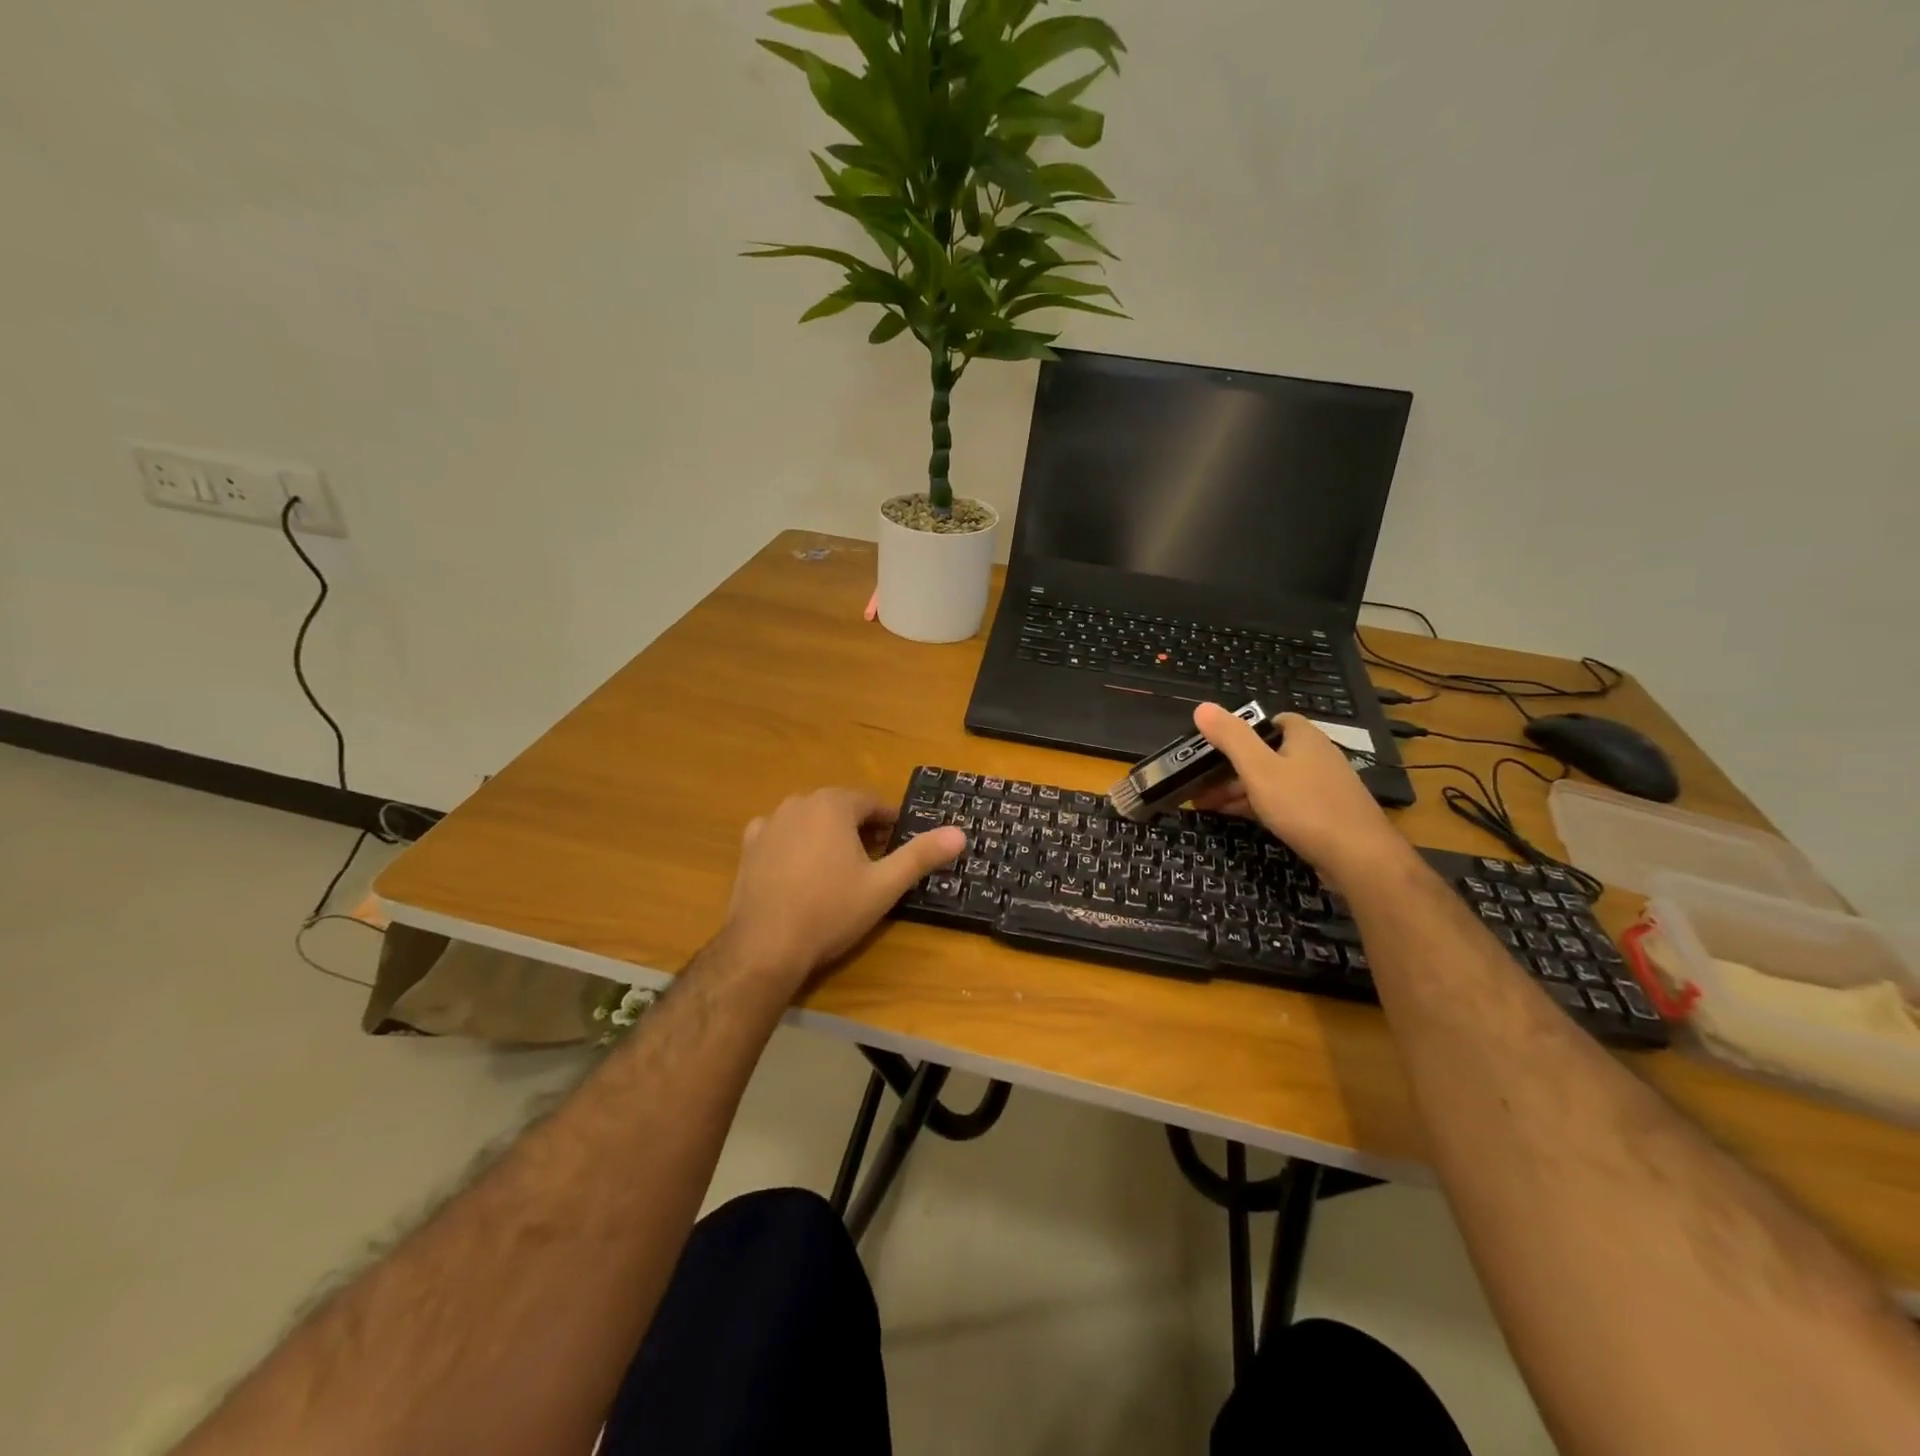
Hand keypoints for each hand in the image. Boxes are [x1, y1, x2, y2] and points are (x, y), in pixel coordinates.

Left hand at [718, 789, 966, 987]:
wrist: (765, 946)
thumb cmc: (831, 911)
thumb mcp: (884, 886)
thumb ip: (921, 855)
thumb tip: (960, 833)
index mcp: (834, 805)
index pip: (872, 803)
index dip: (890, 822)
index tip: (901, 843)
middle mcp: (799, 803)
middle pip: (840, 808)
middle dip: (860, 828)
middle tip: (876, 860)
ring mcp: (770, 823)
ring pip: (810, 820)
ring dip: (828, 835)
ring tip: (840, 868)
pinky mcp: (749, 847)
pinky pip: (780, 835)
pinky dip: (794, 845)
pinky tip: (800, 870)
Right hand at [1189, 706, 1409, 889]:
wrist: (1359, 857)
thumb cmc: (1305, 806)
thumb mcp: (1259, 769)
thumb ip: (1231, 737)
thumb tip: (1202, 707)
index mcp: (1303, 736)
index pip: (1269, 721)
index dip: (1240, 732)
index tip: (1212, 749)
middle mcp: (1316, 755)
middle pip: (1265, 753)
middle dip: (1230, 768)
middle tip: (1199, 786)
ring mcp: (1322, 785)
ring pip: (1273, 780)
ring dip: (1240, 790)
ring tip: (1208, 806)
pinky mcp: (1324, 813)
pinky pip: (1285, 802)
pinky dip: (1260, 806)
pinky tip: (1240, 818)